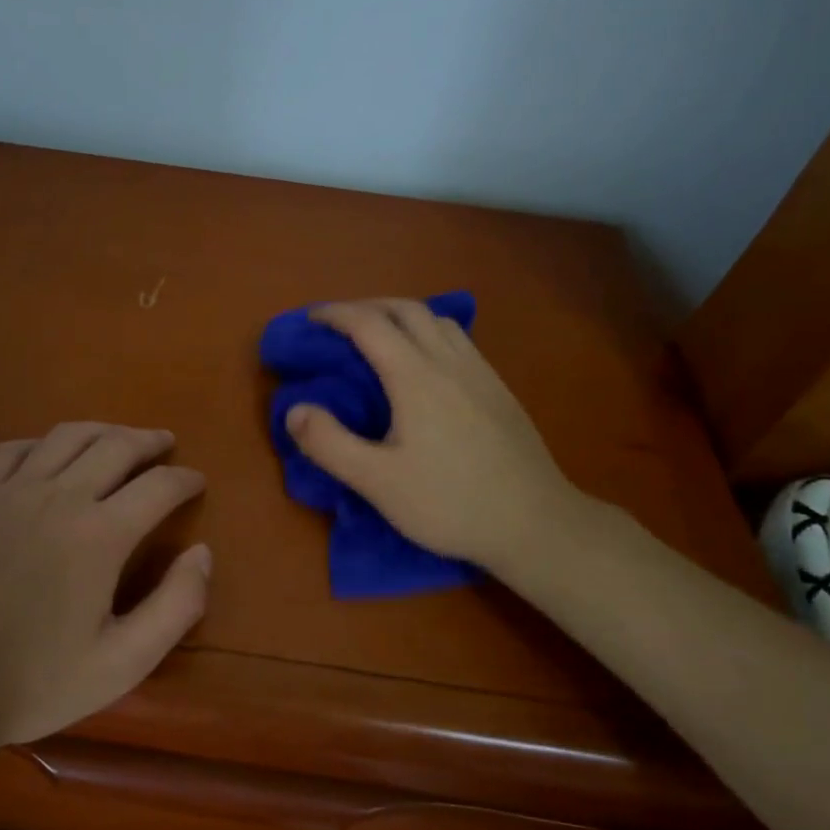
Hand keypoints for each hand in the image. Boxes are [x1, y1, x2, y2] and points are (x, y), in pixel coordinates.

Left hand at [0, 423, 209, 746]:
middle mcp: (60, 497)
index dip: (185, 480)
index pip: (159, 486)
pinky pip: (14, 449)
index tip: (198, 481)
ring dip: (103, 430)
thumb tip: (203, 553)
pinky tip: (50, 453)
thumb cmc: (33, 682)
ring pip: (67, 436)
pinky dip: (43, 442)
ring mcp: (10, 492)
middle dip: (149, 440)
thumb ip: (176, 607)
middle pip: (116, 445)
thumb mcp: (122, 663)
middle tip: (166, 444)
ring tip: (119, 437)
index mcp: (100, 534)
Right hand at [284, 299, 585, 576]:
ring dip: (400, 314)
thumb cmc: (450, 503)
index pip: (369, 324)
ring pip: (437, 319)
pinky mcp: (499, 389)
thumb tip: (294, 409)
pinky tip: (425, 363)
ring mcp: (480, 372)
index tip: (308, 320)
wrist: (536, 523)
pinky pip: (458, 339)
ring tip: (379, 336)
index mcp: (416, 377)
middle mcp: (449, 361)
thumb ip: (329, 444)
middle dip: (366, 306)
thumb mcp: (378, 482)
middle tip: (338, 325)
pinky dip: (428, 331)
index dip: (334, 314)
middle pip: (405, 309)